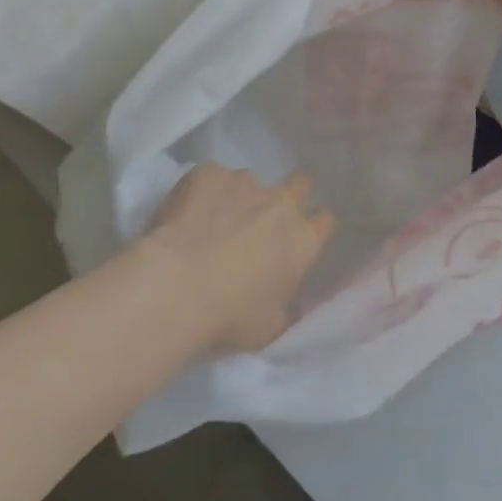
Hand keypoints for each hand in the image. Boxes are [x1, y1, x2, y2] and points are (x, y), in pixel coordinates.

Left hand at [142, 164, 334, 353]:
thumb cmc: (228, 315)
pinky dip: (204, 192)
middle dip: (288, 195)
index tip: (297, 239)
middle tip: (264, 218)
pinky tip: (186, 213)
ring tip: (211, 221)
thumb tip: (290, 304)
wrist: (175, 286)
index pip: (325, 220)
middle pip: (300, 184)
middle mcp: (281, 203)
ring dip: (239, 197)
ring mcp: (245, 182)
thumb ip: (285, 308)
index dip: (312, 227)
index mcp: (303, 240)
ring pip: (250, 182)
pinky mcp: (208, 173)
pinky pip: (212, 177)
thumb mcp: (268, 327)